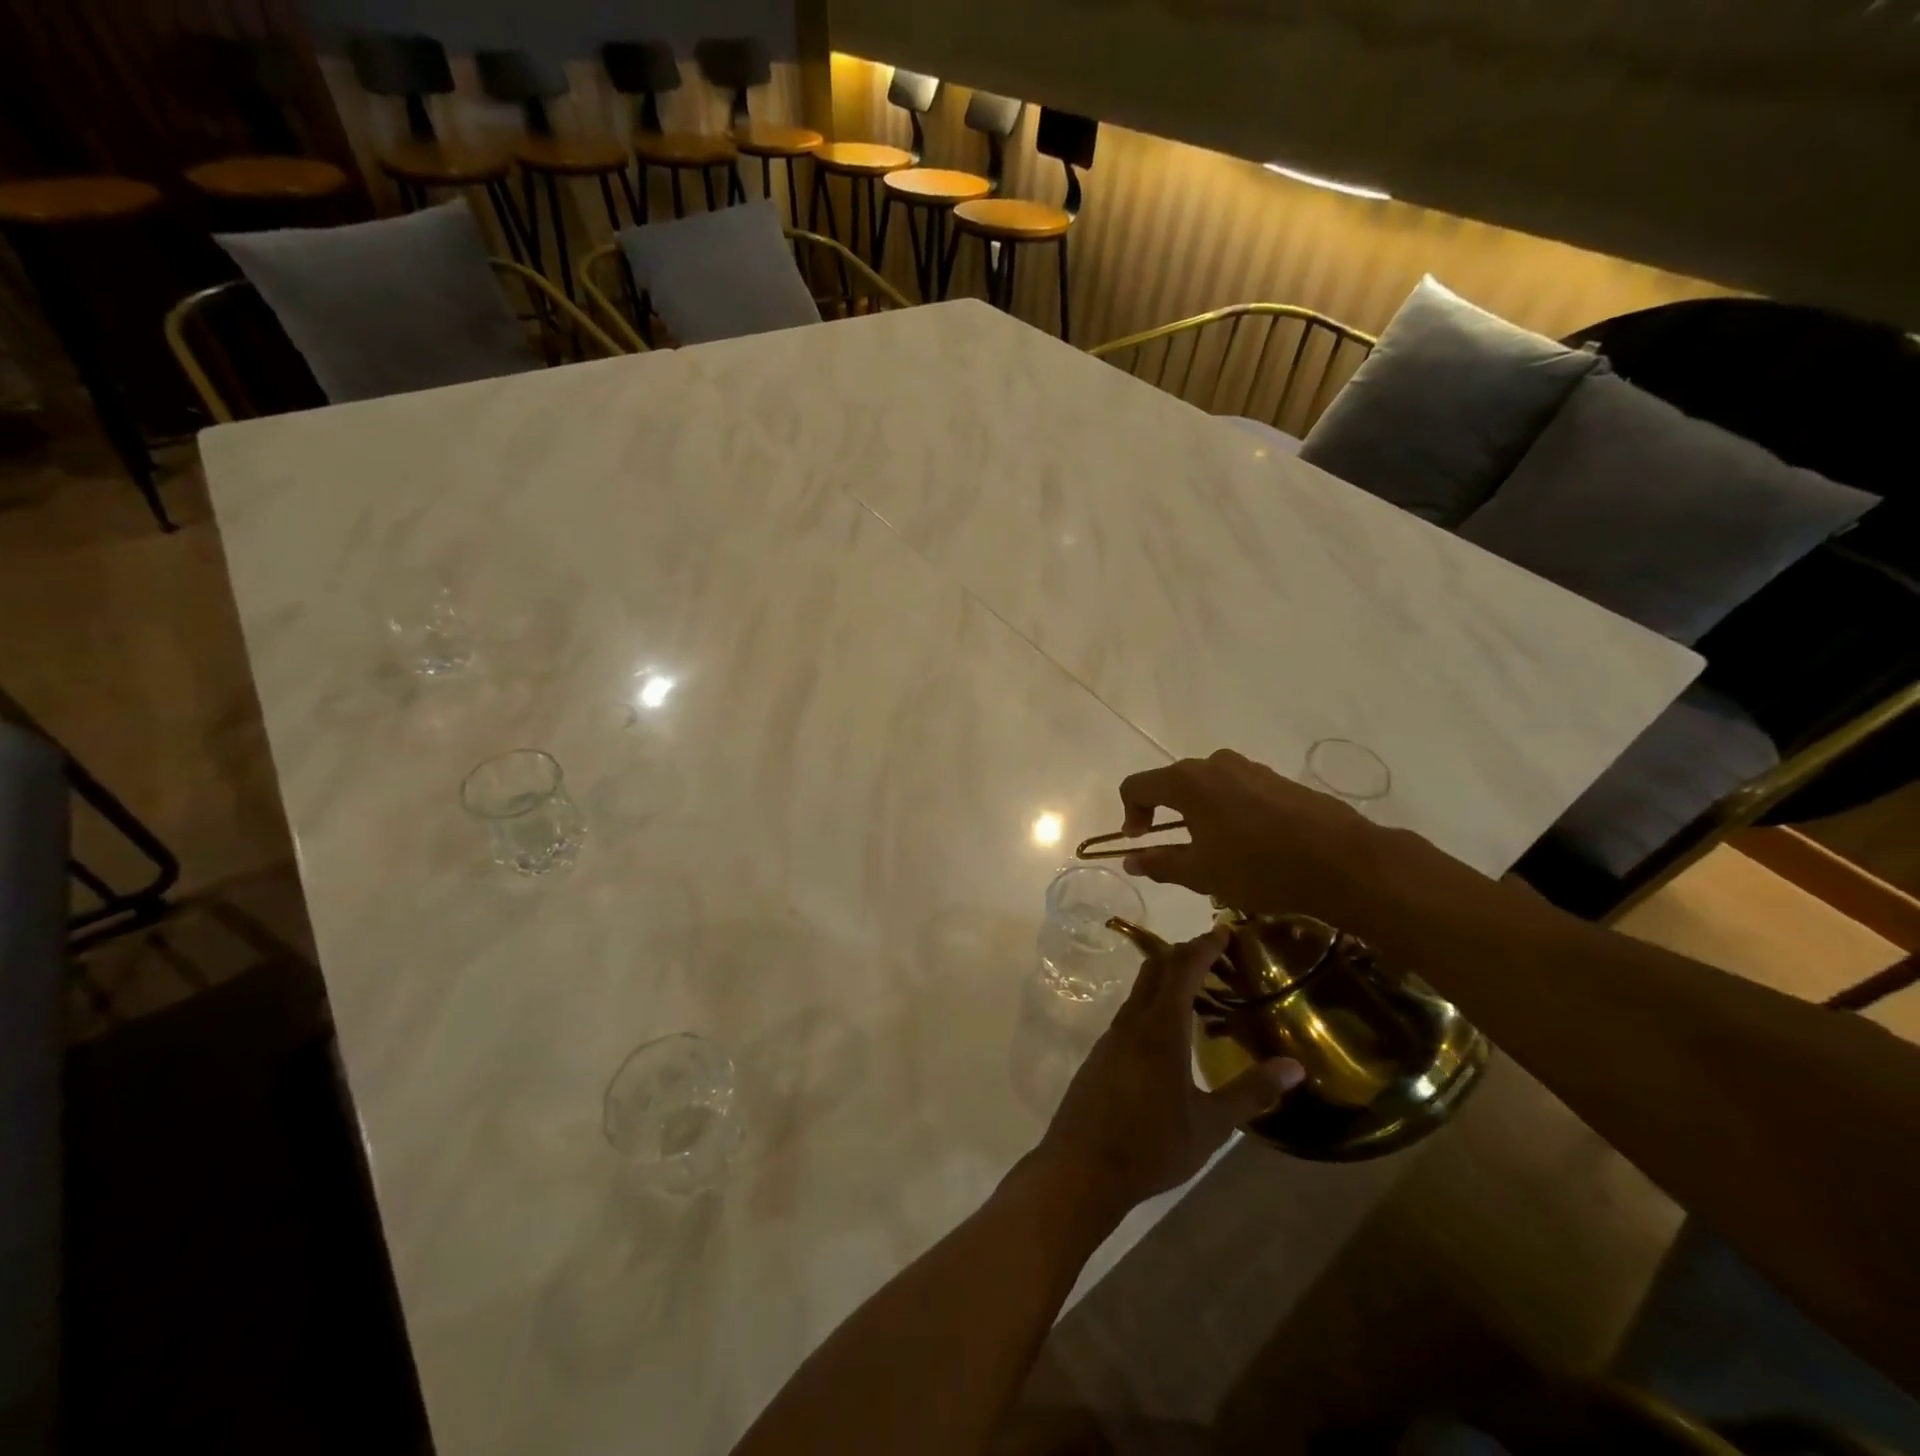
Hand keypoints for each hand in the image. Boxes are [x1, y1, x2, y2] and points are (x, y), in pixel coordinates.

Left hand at [1034, 928, 1303, 1217]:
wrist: (1082, 1167)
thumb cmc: (1152, 1145)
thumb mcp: (1211, 1125)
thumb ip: (1251, 1092)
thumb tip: (1295, 1066)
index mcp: (1160, 1029)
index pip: (1182, 970)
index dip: (1203, 947)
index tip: (1223, 930)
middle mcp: (1132, 1022)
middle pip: (1156, 970)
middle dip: (1183, 954)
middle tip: (1214, 954)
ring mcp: (1111, 1037)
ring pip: (1140, 992)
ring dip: (1166, 979)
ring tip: (1197, 989)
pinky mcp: (1101, 1055)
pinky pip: (1130, 1013)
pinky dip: (1153, 1003)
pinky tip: (1168, 1030)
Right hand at [1116, 749, 1436, 930]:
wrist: (1341, 860)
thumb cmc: (1258, 867)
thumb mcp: (1201, 873)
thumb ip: (1159, 864)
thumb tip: (1129, 860)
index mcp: (1187, 781)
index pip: (1137, 785)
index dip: (1130, 813)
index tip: (1140, 842)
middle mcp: (1213, 763)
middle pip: (1171, 782)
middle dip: (1163, 814)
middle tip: (1173, 849)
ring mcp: (1249, 768)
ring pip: (1207, 786)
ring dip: (1197, 813)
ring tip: (1213, 849)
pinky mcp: (1277, 779)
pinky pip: (1236, 790)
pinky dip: (1227, 811)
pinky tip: (1248, 844)